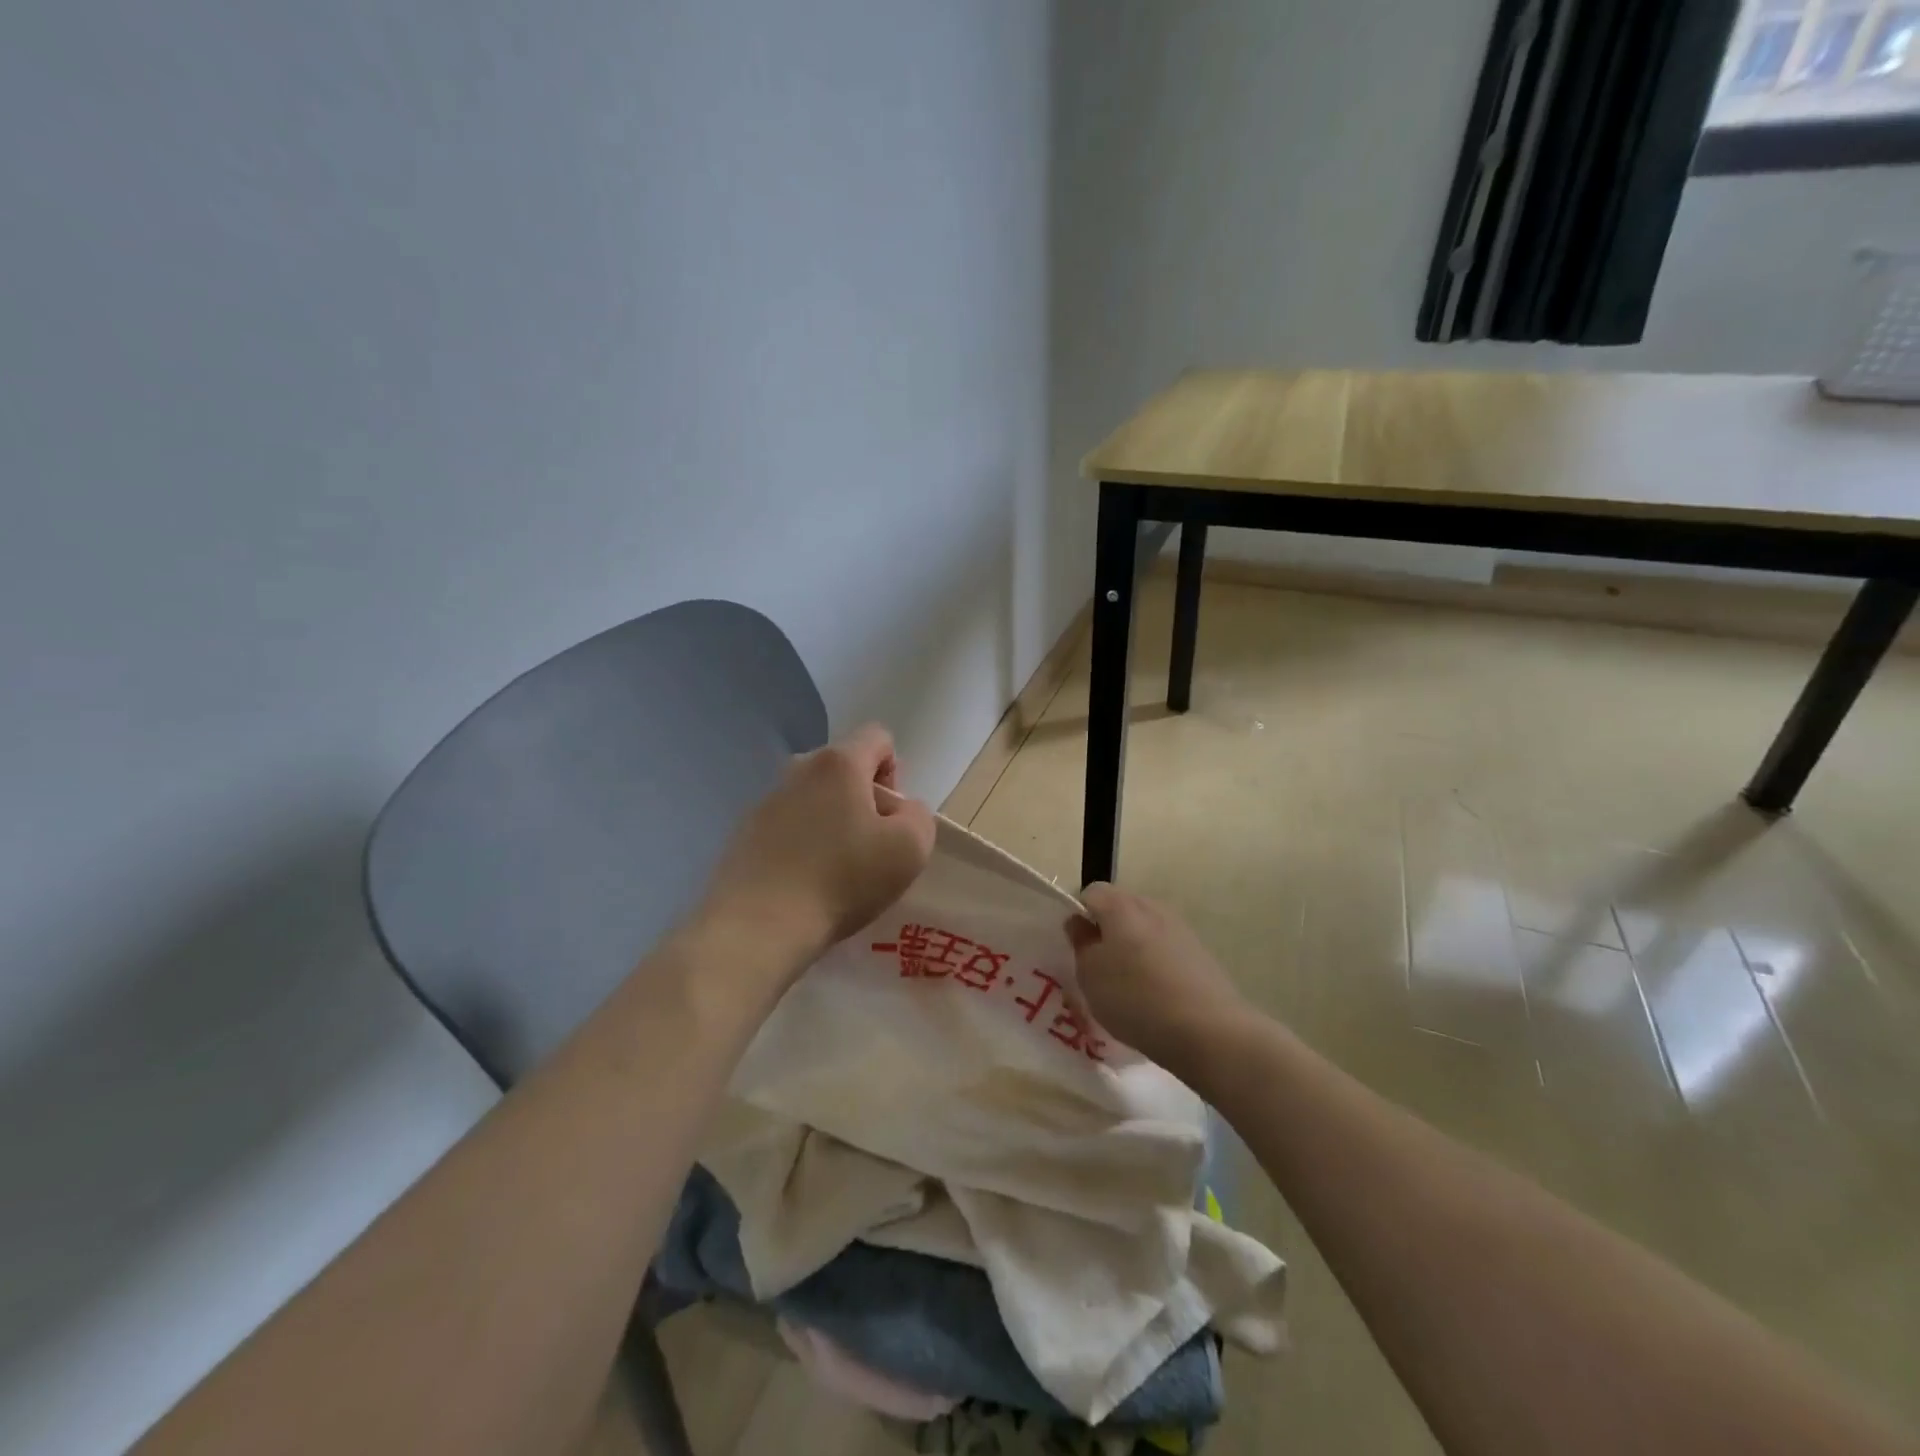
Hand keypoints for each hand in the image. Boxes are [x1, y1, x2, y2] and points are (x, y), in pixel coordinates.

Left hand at [699, 724, 935, 968]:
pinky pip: (788, 825)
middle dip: (864, 798)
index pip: (878, 738)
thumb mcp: (910, 848)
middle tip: (870, 846)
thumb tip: (899, 811)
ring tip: (836, 870)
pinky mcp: (744, 833)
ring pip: (814, 798)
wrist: (758, 926)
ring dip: (832, 822)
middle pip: (844, 768)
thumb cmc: (842, 879)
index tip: (891, 817)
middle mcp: (798, 769)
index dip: (895, 771)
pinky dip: (802, 844)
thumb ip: (918, 816)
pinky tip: (805, 882)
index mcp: (839, 762)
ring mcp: (765, 800)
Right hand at [1066, 885, 1249, 1075]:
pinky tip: (1156, 995)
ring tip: (1127, 985)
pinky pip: (1166, 948)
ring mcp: (1180, 928)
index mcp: (1121, 905)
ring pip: (1145, 928)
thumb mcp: (1090, 976)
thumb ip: (1081, 944)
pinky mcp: (1200, 952)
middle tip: (1099, 967)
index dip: (1079, 916)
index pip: (1090, 893)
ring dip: (1132, 947)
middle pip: (1120, 907)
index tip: (1077, 947)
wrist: (1209, 1031)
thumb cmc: (1136, 998)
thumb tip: (1080, 923)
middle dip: (1107, 930)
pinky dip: (1156, 963)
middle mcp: (1152, 907)